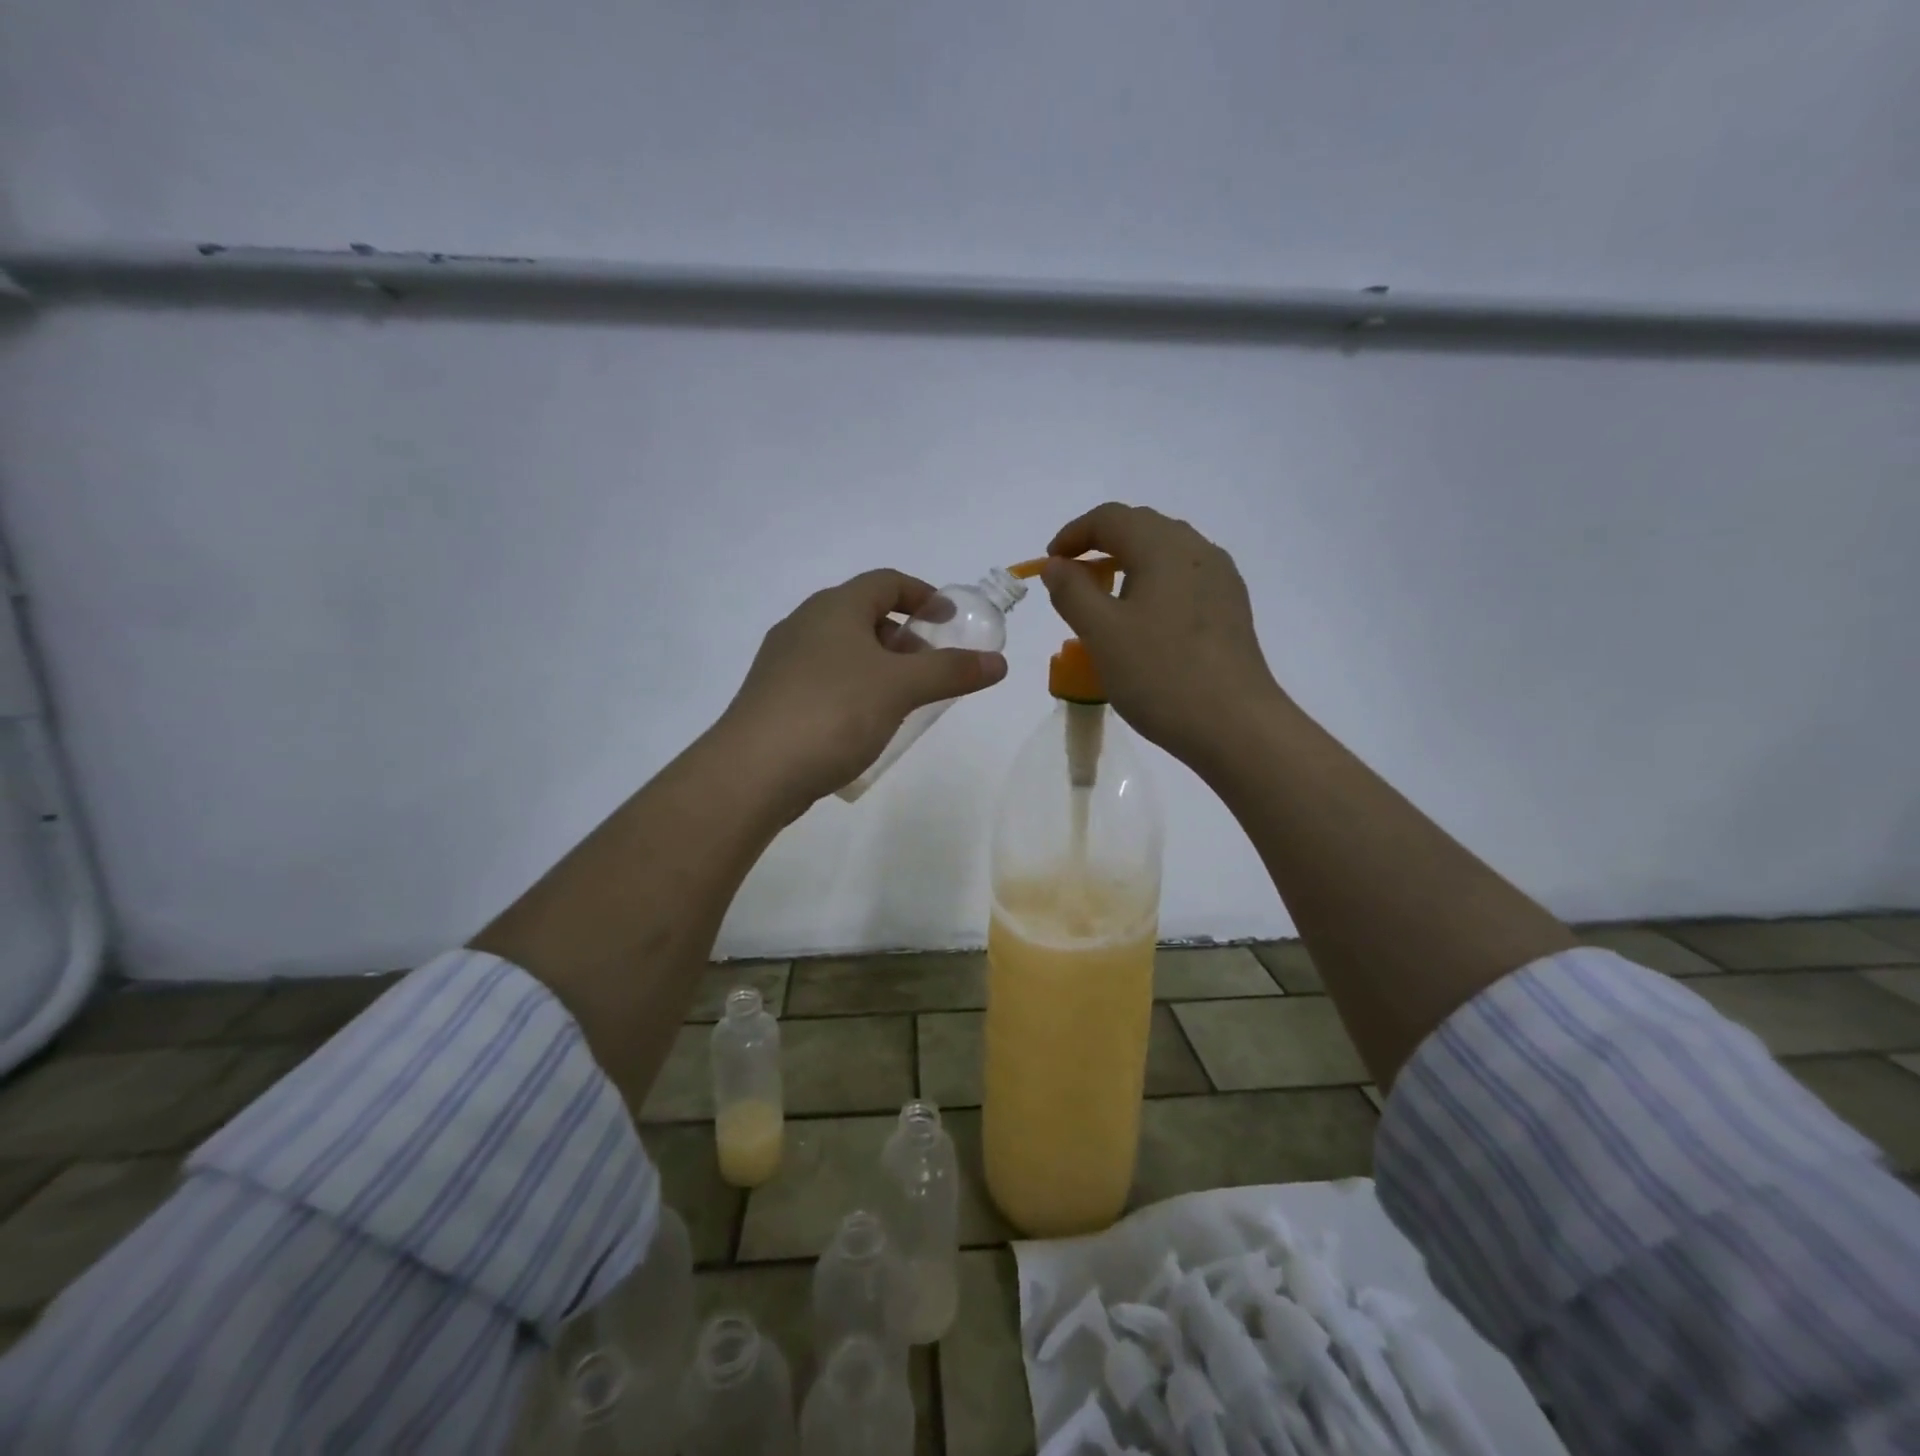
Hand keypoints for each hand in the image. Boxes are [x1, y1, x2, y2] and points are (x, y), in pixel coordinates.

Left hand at [718, 569, 1007, 809]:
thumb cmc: (834, 712)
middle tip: (931, 666)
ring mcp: (784, 662)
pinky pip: (825, 679)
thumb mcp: (901, 688)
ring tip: (904, 699)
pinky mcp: (774, 697)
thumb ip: (952, 671)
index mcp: (835, 608)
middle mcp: (805, 624)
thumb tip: (999, 662)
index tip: (950, 620)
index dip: (924, 595)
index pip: (886, 582)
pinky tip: (865, 722)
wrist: (753, 771)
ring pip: (843, 650)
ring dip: (879, 665)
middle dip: (904, 636)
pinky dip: (854, 688)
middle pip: (864, 615)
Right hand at [1041, 503, 1282, 771]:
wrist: (1235, 726)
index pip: (1111, 518)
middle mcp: (1198, 551)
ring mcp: (1221, 579)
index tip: (1049, 564)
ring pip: (1165, 554)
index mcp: (1165, 547)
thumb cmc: (1160, 675)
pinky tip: (1144, 623)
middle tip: (1072, 581)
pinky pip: (1183, 579)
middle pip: (1141, 528)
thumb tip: (1057, 565)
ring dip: (1127, 566)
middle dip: (1100, 546)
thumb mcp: (1101, 633)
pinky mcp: (1231, 608)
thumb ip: (1071, 592)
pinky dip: (1153, 586)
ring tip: (1104, 603)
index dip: (1073, 534)